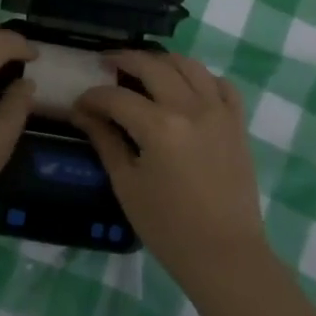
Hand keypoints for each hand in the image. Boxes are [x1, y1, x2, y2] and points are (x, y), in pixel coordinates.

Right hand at [72, 51, 265, 291]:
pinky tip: (186, 87)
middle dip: (123, 60)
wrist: (225, 255)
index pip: (116, 97)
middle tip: (106, 64)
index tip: (79, 104)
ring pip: (188, 65)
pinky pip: (220, 84)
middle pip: (152, 66)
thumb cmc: (168, 227)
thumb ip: (105, 141)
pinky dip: (201, 78)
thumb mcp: (127, 185)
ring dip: (161, 61)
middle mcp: (190, 107)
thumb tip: (83, 113)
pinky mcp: (237, 122)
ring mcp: (218, 111)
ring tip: (143, 67)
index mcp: (159, 126)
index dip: (92, 97)